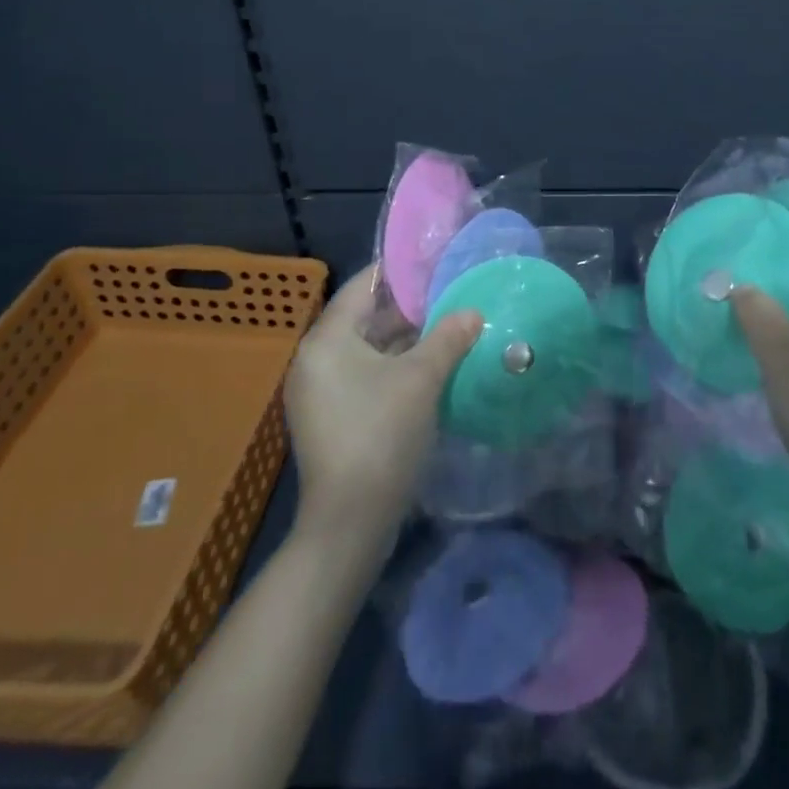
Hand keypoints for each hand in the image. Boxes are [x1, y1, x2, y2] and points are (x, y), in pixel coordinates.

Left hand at [284, 265, 481, 550]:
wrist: (349, 524)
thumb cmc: (381, 435)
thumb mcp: (421, 379)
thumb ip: (448, 338)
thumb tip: (473, 312)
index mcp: (326, 340)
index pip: (361, 287)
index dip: (399, 273)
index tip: (434, 264)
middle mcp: (315, 360)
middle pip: (364, 319)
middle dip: (408, 310)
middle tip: (450, 297)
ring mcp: (319, 392)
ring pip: (367, 350)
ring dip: (405, 341)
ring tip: (448, 329)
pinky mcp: (330, 419)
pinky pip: (363, 376)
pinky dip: (393, 368)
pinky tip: (430, 370)